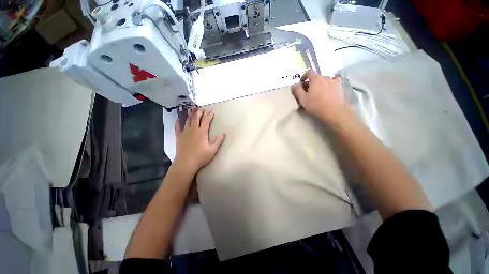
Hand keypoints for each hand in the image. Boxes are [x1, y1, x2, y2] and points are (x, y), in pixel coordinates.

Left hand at [174, 107, 224, 173]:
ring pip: (187, 120)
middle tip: (201, 107)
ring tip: (191, 108)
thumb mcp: (212, 150)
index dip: (209, 115)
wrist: (186, 163)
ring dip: (190, 114)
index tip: (212, 111)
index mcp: (202, 132)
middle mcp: (193, 130)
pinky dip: (178, 121)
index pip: (206, 121)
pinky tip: (178, 118)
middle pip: (196, 118)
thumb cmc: (200, 157)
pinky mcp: (179, 136)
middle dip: (199, 112)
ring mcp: (185, 132)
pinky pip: (177, 126)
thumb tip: (224, 133)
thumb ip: (218, 141)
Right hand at [292, 70, 349, 123]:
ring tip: (319, 92)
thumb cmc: (316, 105)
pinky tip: (329, 89)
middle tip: (308, 91)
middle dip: (311, 82)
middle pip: (316, 77)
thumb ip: (297, 90)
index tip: (302, 83)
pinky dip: (329, 83)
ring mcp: (333, 80)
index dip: (304, 76)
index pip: (308, 72)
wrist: (333, 111)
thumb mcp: (303, 99)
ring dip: (320, 84)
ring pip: (324, 79)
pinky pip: (333, 81)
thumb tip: (294, 85)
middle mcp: (324, 77)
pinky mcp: (339, 85)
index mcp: (315, 79)